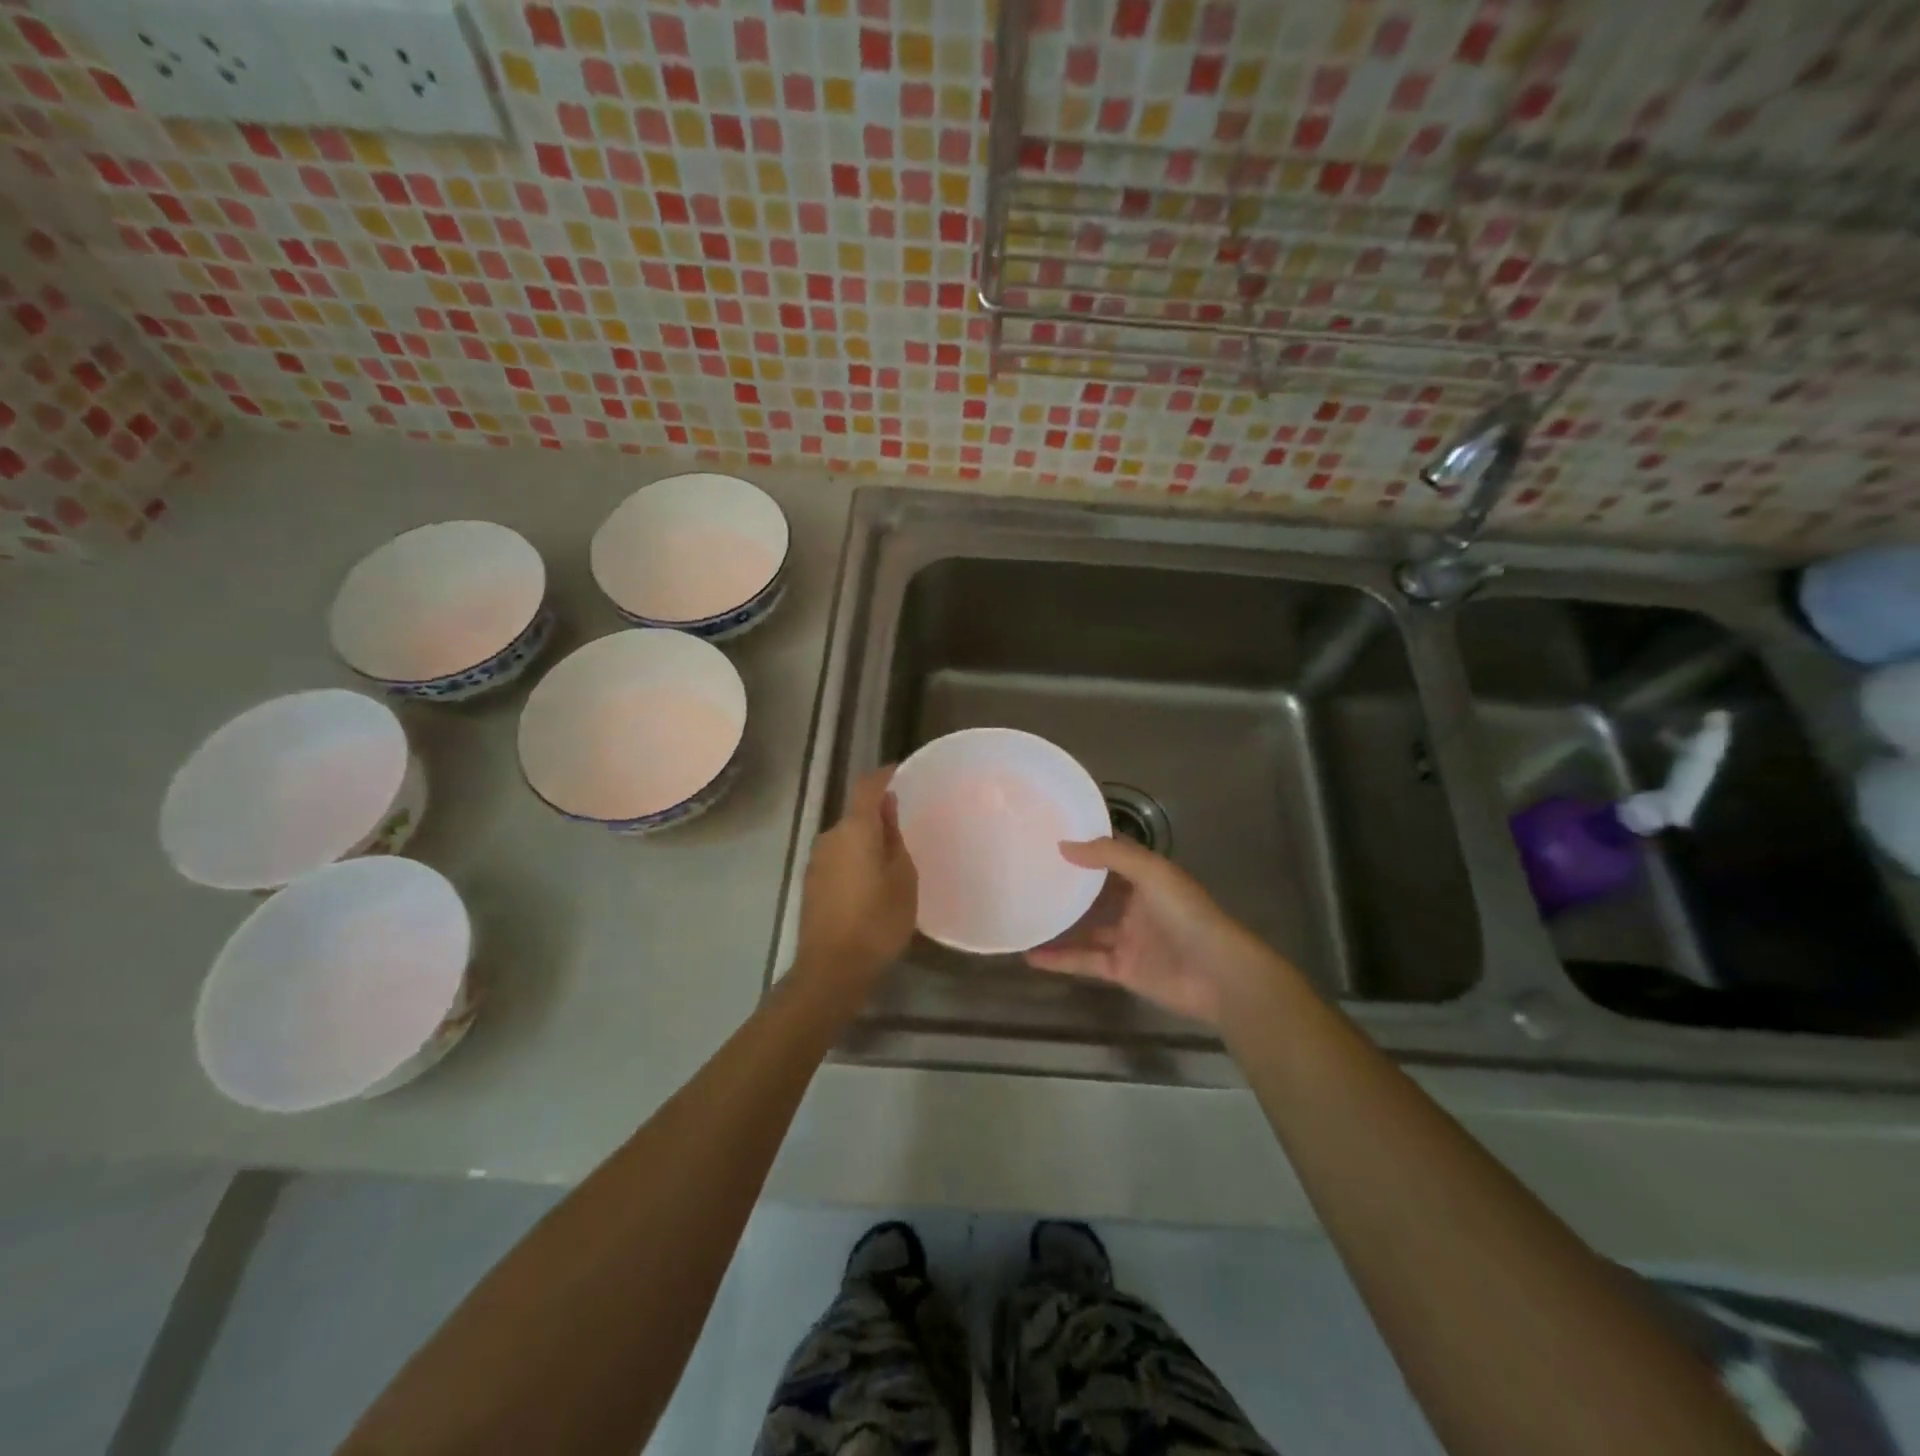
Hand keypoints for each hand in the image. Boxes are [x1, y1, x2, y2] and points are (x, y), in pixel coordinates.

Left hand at [793, 768, 917, 998]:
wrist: (831, 969)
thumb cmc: (877, 921)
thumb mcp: (902, 878)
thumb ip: (894, 838)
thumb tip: (887, 808)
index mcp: (854, 830)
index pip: (867, 787)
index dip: (884, 776)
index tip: (901, 773)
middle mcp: (830, 837)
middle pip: (856, 814)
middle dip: (878, 816)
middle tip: (907, 828)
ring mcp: (816, 861)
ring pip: (846, 839)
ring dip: (866, 841)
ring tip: (891, 861)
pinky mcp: (811, 884)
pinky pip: (838, 859)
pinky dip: (855, 861)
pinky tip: (870, 884)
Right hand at [1025, 837, 1295, 1029]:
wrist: (1217, 974)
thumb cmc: (1187, 915)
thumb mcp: (1152, 873)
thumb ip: (1109, 856)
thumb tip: (1064, 845)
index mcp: (1146, 878)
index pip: (1111, 856)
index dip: (1085, 846)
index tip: (1049, 835)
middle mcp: (1135, 905)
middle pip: (1095, 892)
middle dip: (1067, 884)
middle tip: (1027, 872)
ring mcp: (1127, 938)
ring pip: (1086, 927)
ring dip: (1058, 922)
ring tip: (1023, 912)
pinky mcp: (1121, 969)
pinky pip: (1084, 961)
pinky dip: (1060, 959)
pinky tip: (1031, 954)